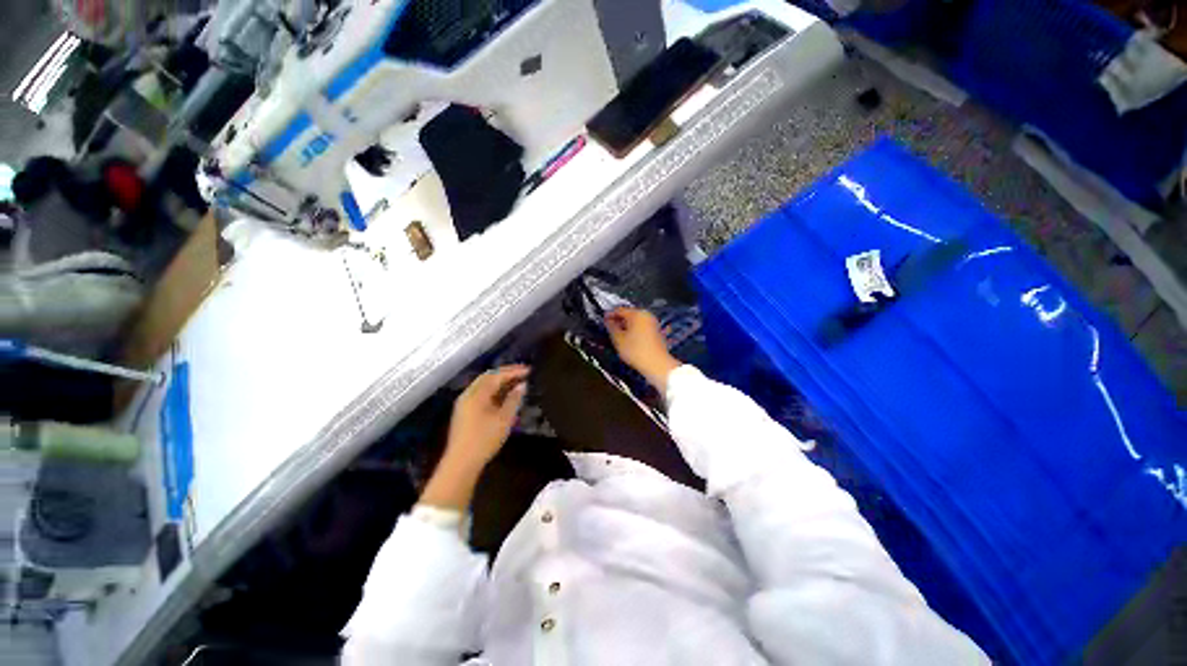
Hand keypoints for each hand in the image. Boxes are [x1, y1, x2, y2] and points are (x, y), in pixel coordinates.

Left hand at [443, 365, 529, 472]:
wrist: (461, 463)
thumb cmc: (484, 439)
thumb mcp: (504, 419)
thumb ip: (514, 399)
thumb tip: (522, 385)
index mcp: (477, 394)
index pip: (497, 375)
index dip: (513, 371)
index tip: (529, 370)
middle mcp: (468, 394)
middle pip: (488, 377)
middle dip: (505, 373)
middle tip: (522, 372)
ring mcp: (464, 403)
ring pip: (483, 385)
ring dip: (499, 381)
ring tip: (515, 382)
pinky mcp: (464, 412)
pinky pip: (480, 393)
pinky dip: (493, 390)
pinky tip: (503, 396)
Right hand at [606, 308, 681, 392]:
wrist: (657, 364)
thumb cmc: (636, 351)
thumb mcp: (618, 339)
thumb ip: (611, 327)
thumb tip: (608, 321)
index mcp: (637, 314)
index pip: (620, 310)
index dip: (610, 315)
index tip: (603, 320)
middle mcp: (647, 315)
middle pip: (629, 314)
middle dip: (619, 320)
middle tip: (610, 328)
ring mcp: (653, 323)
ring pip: (636, 321)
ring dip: (627, 326)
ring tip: (618, 334)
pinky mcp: (657, 332)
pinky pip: (642, 327)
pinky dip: (634, 330)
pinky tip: (629, 339)